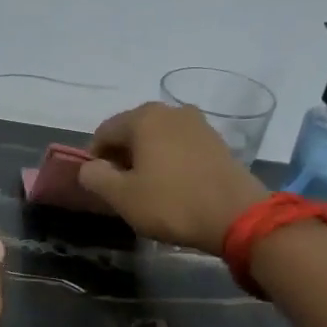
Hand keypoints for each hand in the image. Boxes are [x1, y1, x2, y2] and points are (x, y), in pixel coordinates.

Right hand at [77, 103, 267, 255]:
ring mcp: (198, 124)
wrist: (237, 215)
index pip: (104, 131)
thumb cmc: (172, 204)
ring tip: (147, 190)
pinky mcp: (217, 142)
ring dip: (146, 159)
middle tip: (121, 189)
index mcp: (144, 117)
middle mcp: (171, 111)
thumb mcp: (123, 197)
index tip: (97, 185)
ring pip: (158, 139)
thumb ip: (96, 178)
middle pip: (133, 132)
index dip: (94, 158)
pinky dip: (169, 162)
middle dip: (121, 157)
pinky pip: (181, 147)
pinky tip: (172, 187)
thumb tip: (89, 167)